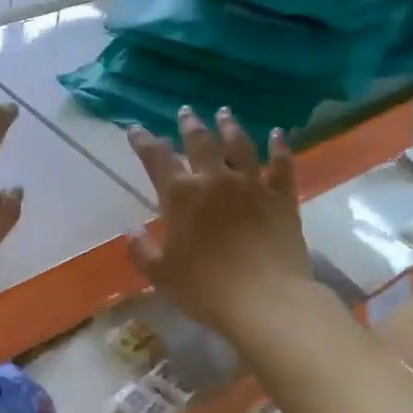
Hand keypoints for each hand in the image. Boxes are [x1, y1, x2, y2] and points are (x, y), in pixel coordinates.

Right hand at [125, 107, 315, 335]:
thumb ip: (142, 251)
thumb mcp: (162, 275)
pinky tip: (277, 135)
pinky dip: (279, 147)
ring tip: (225, 113)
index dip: (144, 142)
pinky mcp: (282, 198)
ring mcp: (252, 186)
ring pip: (240, 146)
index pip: (156, 159)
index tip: (136, 130)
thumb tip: (130, 231)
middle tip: (186, 112)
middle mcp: (215, 180)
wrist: (265, 300)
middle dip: (190, 125)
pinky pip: (281, 165)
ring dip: (230, 127)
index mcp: (181, 196)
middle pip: (201, 142)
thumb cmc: (205, 289)